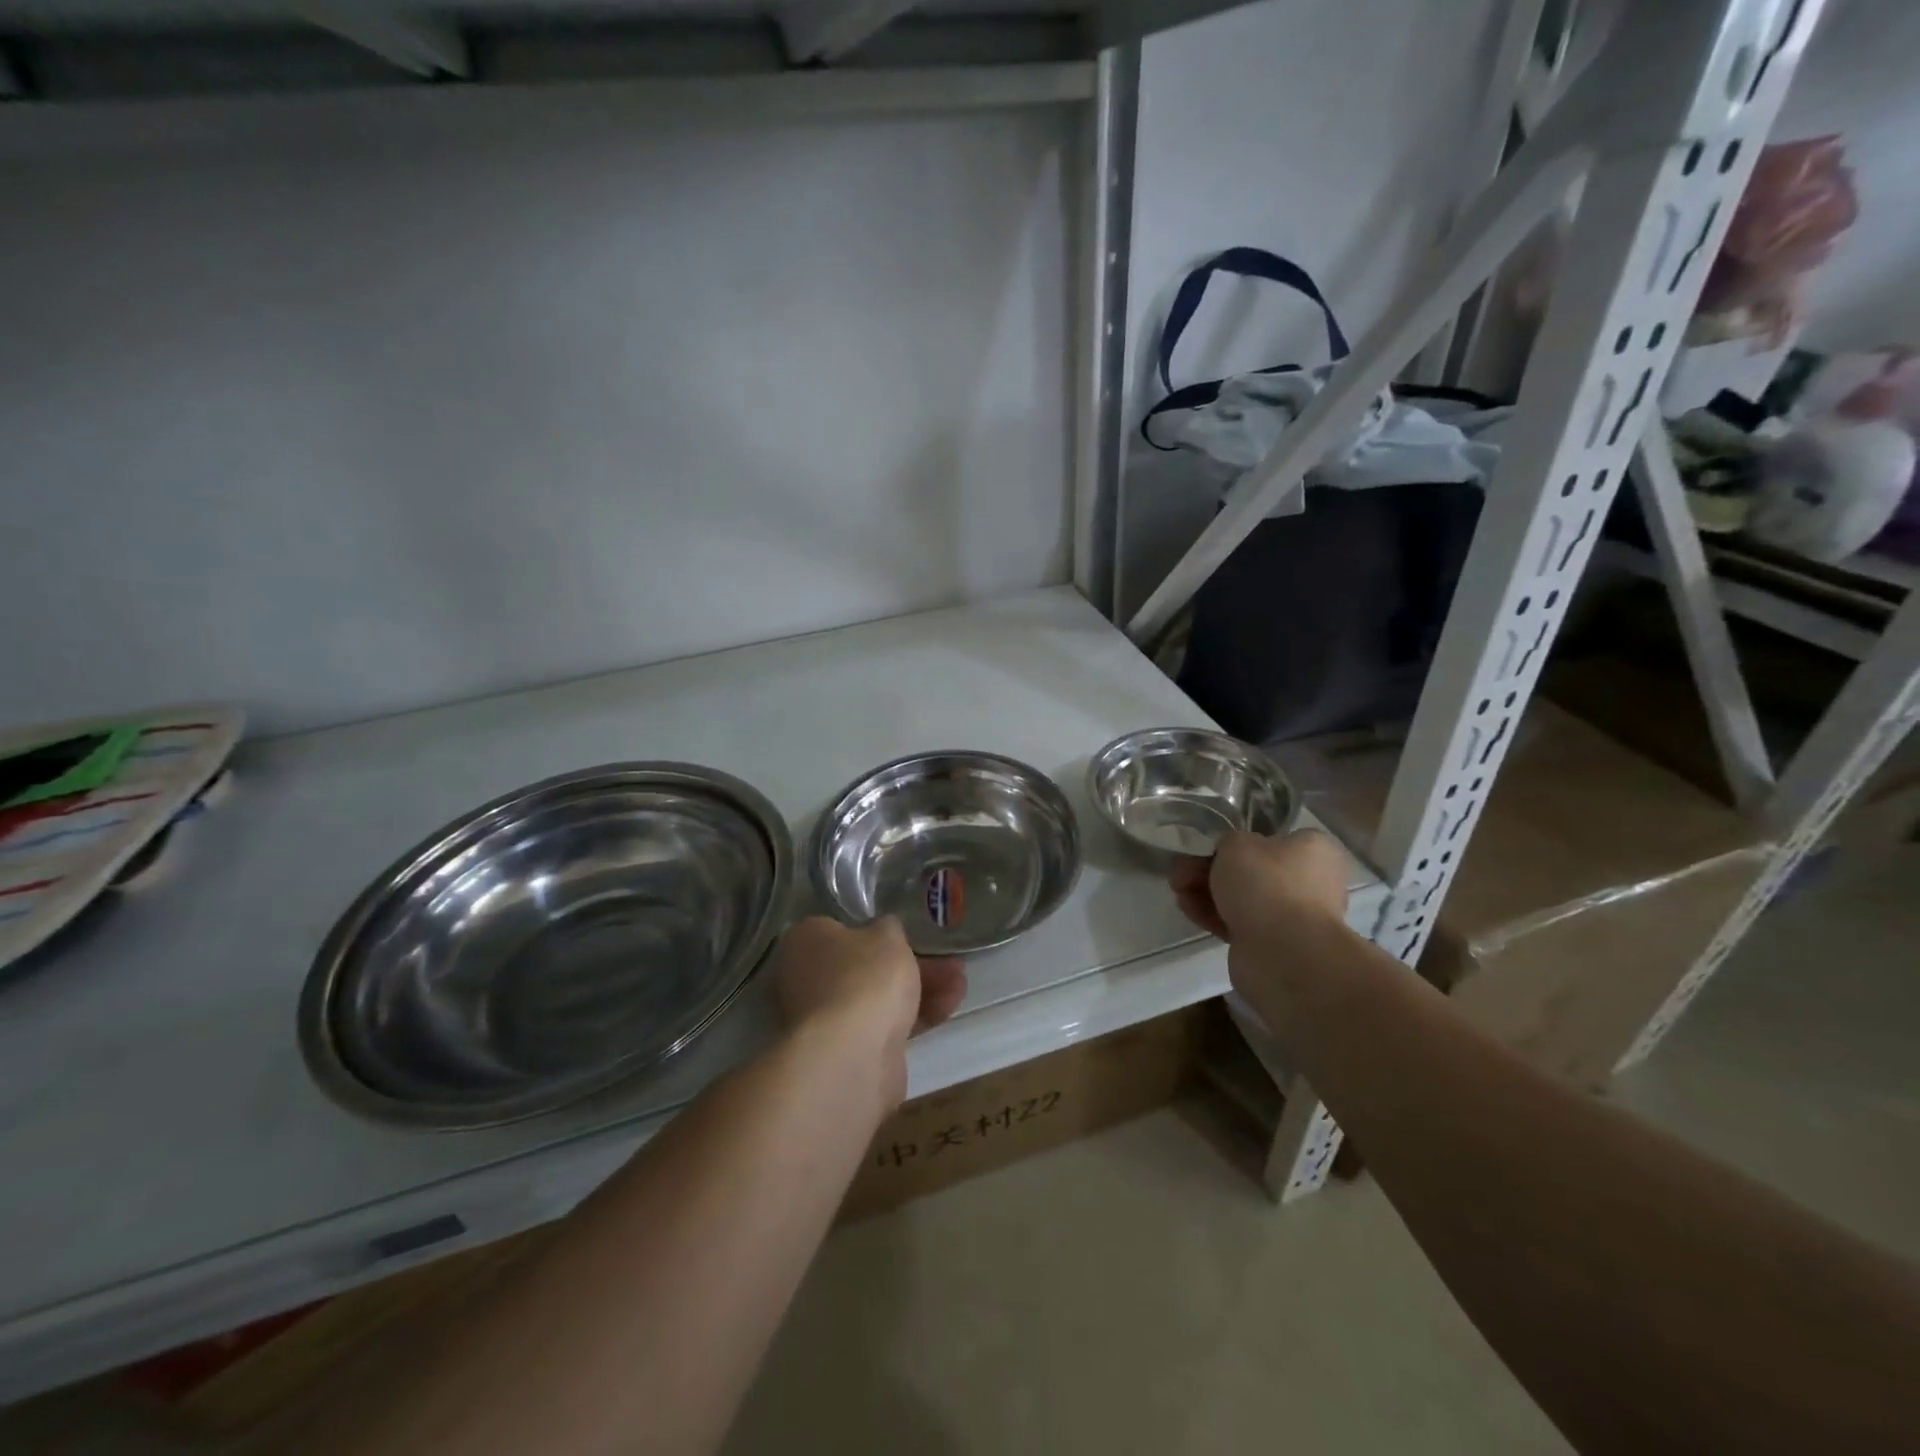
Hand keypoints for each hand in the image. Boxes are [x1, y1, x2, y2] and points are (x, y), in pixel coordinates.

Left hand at [771, 915, 966, 1052]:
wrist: (852, 1056)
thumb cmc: (864, 978)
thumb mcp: (887, 935)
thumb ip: (888, 928)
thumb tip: (883, 931)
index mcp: (805, 942)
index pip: (838, 928)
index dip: (873, 929)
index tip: (905, 933)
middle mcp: (807, 979)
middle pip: (865, 965)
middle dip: (910, 962)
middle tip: (946, 959)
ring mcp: (826, 1019)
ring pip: (879, 997)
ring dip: (921, 988)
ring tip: (960, 981)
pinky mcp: (849, 1051)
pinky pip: (886, 1025)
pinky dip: (916, 1015)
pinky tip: (950, 1006)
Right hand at [1169, 829, 1349, 945]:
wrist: (1282, 953)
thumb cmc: (1266, 884)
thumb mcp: (1237, 843)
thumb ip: (1228, 842)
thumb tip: (1228, 854)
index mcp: (1313, 850)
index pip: (1272, 838)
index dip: (1235, 841)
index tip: (1207, 847)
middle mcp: (1309, 881)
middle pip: (1250, 869)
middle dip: (1209, 868)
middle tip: (1181, 869)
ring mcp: (1292, 915)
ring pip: (1241, 897)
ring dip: (1205, 891)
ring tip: (1177, 889)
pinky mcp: (1272, 943)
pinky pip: (1238, 922)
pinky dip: (1212, 914)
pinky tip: (1187, 908)